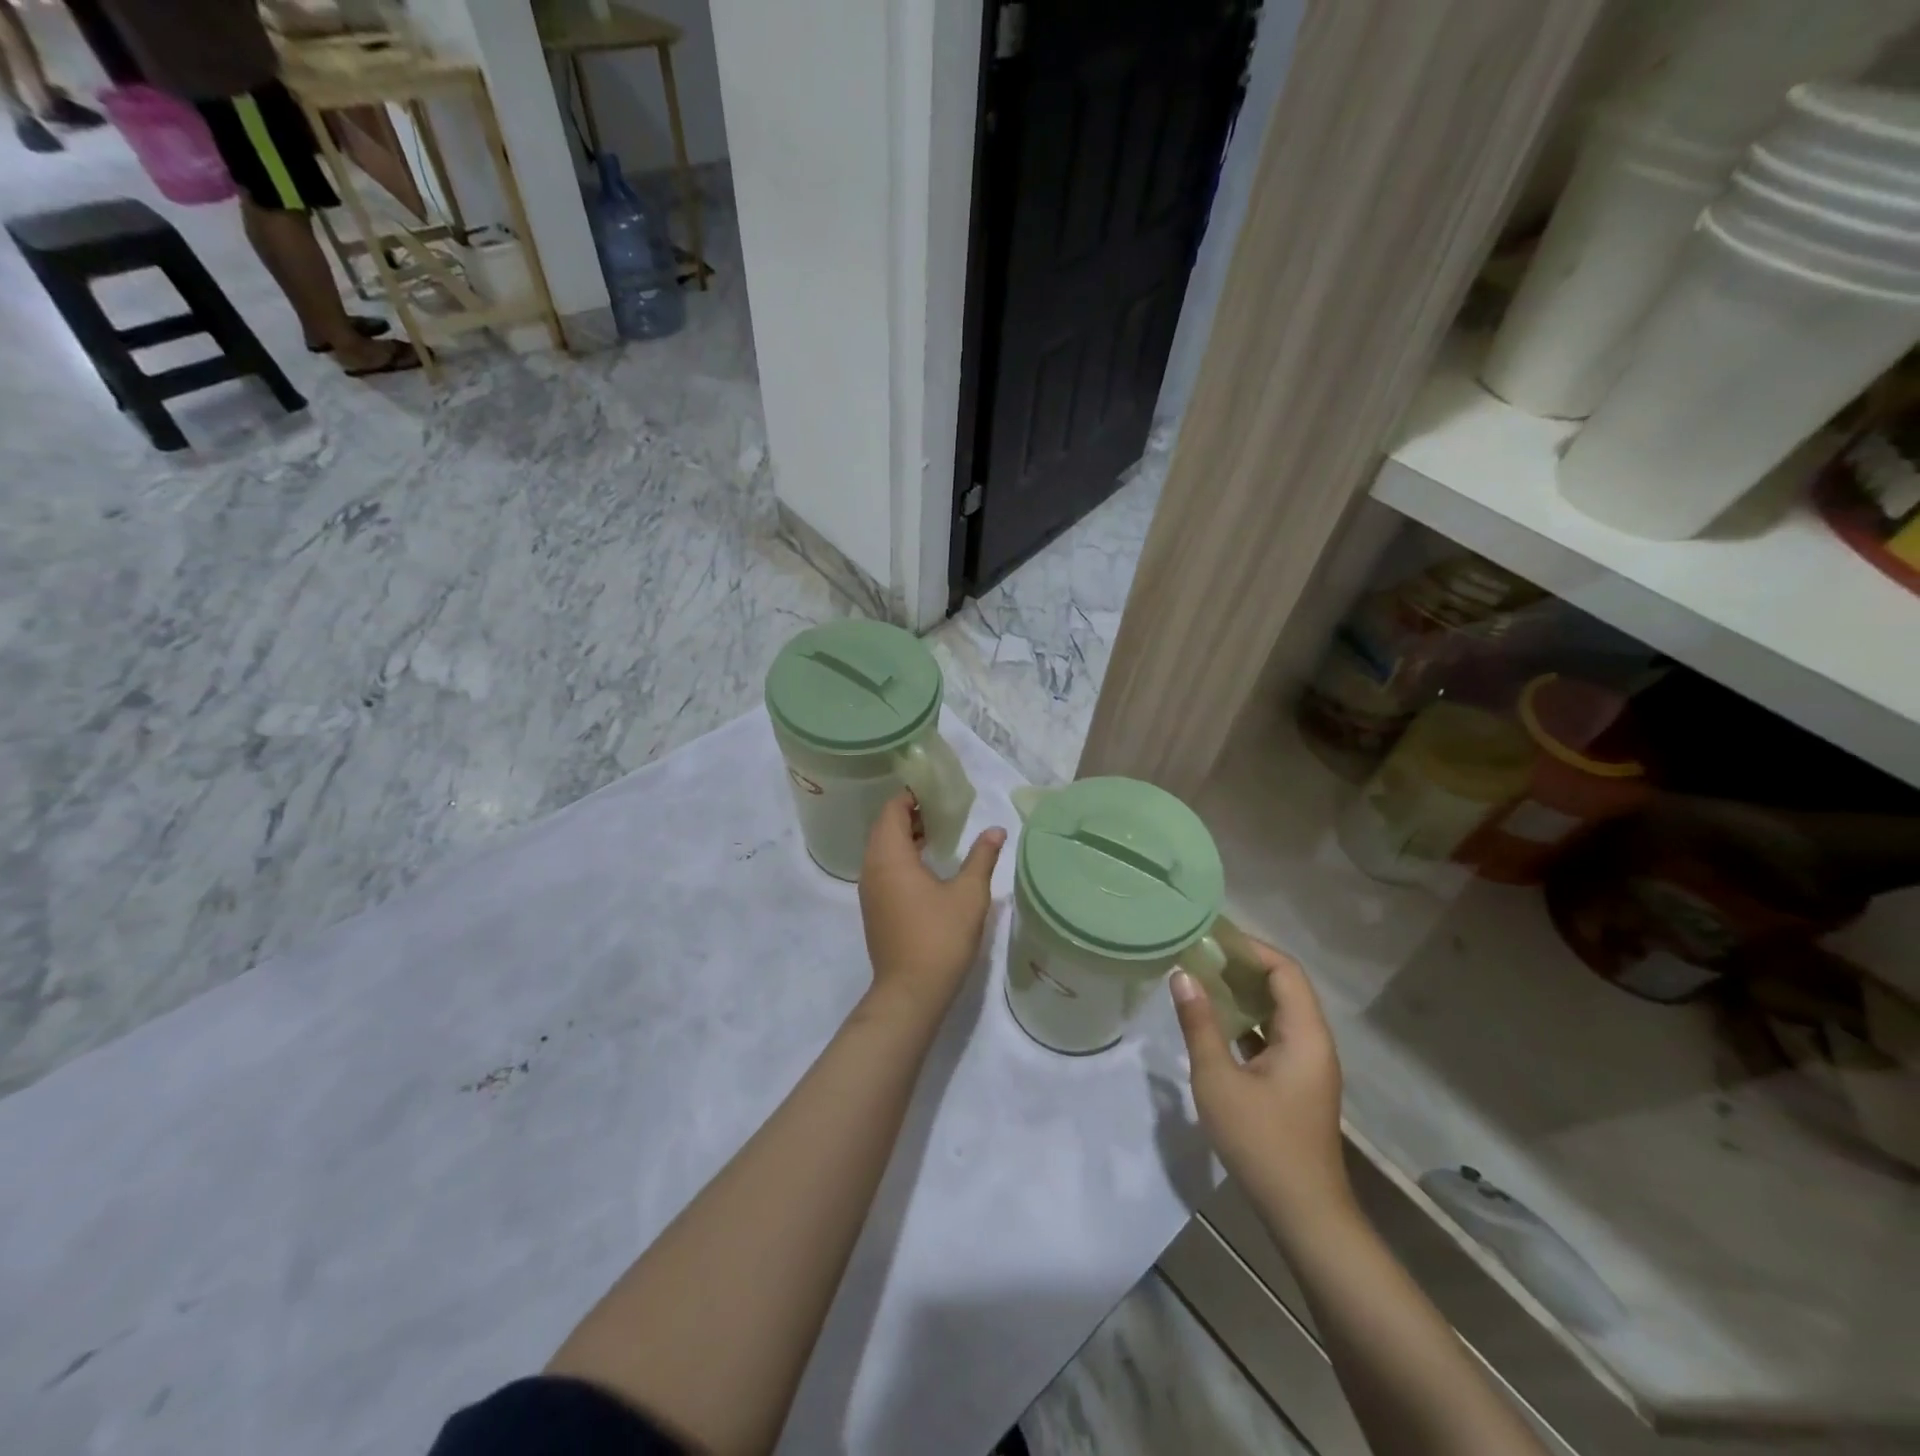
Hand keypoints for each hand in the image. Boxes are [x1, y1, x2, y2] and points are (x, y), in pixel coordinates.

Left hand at [857, 792, 1004, 1025]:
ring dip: (906, 837)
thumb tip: (996, 830)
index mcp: (889, 856)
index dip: (911, 795)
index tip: (936, 789)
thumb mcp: (969, 894)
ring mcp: (870, 891)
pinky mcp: (875, 909)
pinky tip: (928, 867)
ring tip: (939, 833)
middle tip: (942, 808)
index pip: (892, 810)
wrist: (910, 993)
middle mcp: (872, 868)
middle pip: (884, 828)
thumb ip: (982, 857)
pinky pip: (884, 870)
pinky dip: (902, 858)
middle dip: (910, 814)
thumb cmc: (940, 937)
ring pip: (883, 850)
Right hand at [1172, 940, 1349, 1228]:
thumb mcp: (1219, 1079)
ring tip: (1202, 980)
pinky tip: (1215, 1023)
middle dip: (1242, 967)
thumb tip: (1182, 975)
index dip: (1250, 949)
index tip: (1211, 939)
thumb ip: (1200, 1024)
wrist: (1303, 1213)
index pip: (1284, 971)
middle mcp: (1313, 1042)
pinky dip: (1247, 1021)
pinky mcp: (1297, 1084)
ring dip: (1243, 994)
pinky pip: (1273, 1036)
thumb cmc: (1261, 1141)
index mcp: (1305, 1035)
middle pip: (1284, 987)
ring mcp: (1307, 1065)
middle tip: (1199, 955)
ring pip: (1278, 1013)